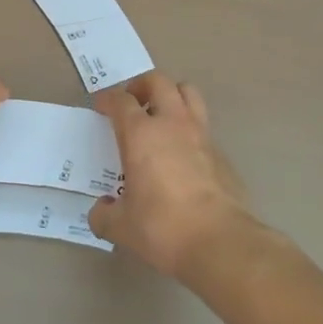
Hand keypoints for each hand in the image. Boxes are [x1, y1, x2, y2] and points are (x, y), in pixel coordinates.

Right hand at [88, 74, 253, 277]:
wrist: (220, 242)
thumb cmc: (163, 227)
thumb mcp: (122, 227)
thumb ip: (104, 215)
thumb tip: (100, 210)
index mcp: (141, 134)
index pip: (121, 100)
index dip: (107, 99)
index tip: (101, 106)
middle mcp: (171, 123)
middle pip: (158, 81)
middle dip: (141, 85)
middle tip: (132, 103)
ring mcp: (201, 134)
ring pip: (188, 93)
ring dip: (171, 95)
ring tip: (161, 115)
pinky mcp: (221, 152)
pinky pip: (203, 125)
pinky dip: (190, 128)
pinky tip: (183, 153)